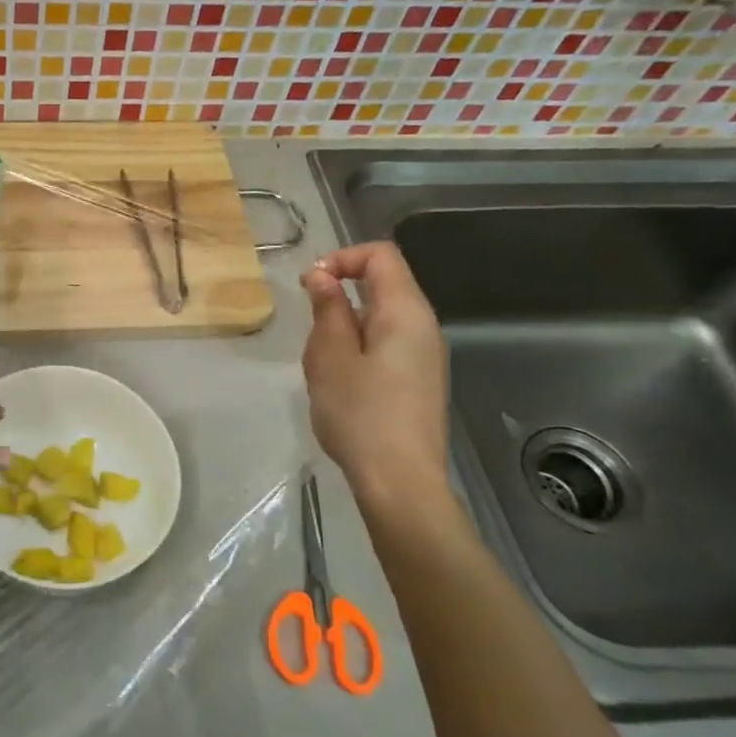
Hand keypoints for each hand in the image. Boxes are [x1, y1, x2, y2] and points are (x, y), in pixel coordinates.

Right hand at [301, 242, 451, 516]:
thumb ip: (327, 308)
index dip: (342, 258)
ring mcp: (426, 356)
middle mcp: (424, 326)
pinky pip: (386, 345)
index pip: (381, 256)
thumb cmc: (360, 413)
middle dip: (338, 297)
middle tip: (311, 334)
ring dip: (344, 328)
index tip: (310, 285)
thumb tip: (322, 274)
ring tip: (322, 366)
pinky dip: (357, 349)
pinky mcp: (419, 380)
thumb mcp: (330, 355)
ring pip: (380, 318)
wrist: (400, 480)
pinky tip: (342, 386)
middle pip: (382, 285)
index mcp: (405, 312)